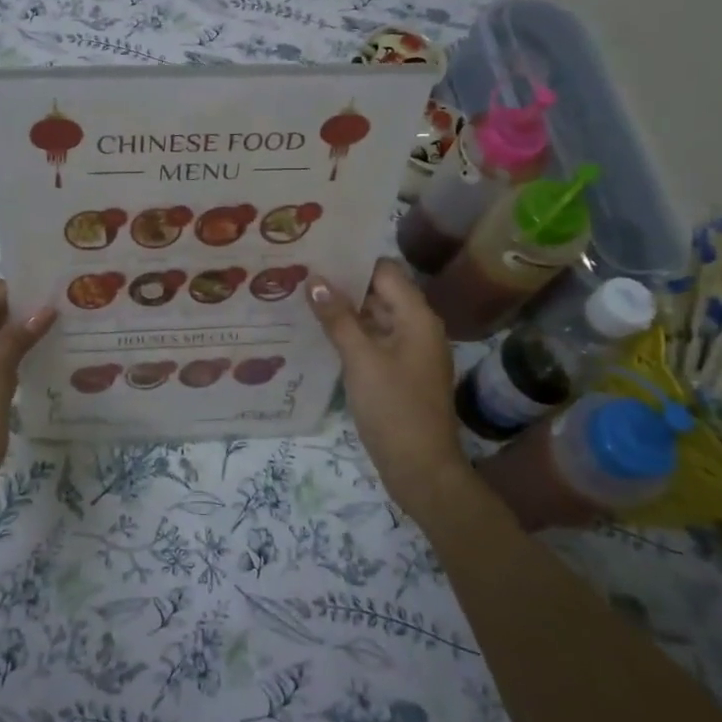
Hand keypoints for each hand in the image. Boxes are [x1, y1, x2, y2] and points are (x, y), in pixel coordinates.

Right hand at [308, 259, 465, 519]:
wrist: (421, 469)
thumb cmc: (394, 408)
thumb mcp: (361, 359)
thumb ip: (337, 318)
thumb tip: (315, 279)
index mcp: (416, 317)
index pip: (385, 270)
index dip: (352, 260)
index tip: (316, 252)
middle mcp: (417, 327)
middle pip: (379, 292)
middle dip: (343, 283)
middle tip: (300, 272)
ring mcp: (409, 351)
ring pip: (374, 317)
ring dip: (344, 309)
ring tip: (301, 297)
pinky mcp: (399, 372)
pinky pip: (373, 341)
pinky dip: (350, 334)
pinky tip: (319, 333)